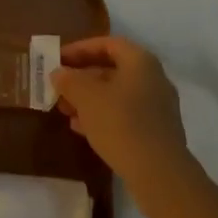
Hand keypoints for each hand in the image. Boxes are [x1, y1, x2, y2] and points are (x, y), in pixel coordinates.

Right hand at [49, 36, 194, 200]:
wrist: (159, 174)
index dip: (80, 49)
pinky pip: (125, 116)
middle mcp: (153, 79)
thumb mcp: (86, 97)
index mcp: (140, 61)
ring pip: (117, 95)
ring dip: (89, 99)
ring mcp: (157, 107)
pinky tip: (81, 129)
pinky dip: (102, 117)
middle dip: (82, 77)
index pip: (107, 44)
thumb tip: (59, 73)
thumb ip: (69, 80)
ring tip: (65, 110)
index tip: (58, 59)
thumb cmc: (121, 123)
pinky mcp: (156, 133)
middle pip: (112, 70)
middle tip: (59, 87)